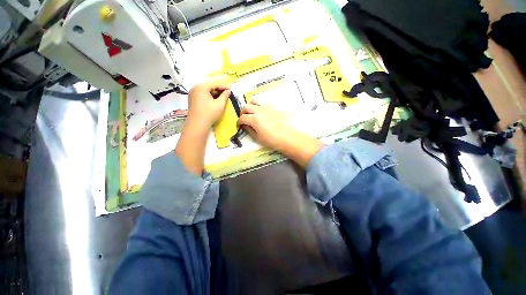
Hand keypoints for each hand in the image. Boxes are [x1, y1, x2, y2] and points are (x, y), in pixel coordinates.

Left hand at [187, 83, 230, 129]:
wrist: (197, 124)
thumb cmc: (210, 113)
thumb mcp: (220, 104)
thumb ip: (225, 96)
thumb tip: (228, 91)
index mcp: (201, 87)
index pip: (215, 84)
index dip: (224, 86)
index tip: (231, 89)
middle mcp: (195, 88)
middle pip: (209, 87)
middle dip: (219, 90)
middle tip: (227, 93)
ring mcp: (192, 94)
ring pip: (205, 91)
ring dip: (214, 93)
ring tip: (222, 97)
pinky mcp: (192, 100)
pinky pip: (202, 95)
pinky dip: (209, 97)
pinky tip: (215, 101)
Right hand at [238, 100, 324, 166]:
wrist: (287, 137)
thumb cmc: (271, 140)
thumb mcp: (257, 138)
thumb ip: (249, 130)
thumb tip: (245, 126)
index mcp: (254, 119)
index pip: (242, 118)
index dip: (239, 122)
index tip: (239, 125)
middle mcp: (259, 110)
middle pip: (246, 107)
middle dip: (243, 112)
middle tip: (244, 118)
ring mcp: (267, 108)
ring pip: (255, 101)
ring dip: (250, 106)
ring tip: (251, 112)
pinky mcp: (273, 108)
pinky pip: (264, 103)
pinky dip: (259, 106)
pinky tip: (261, 113)